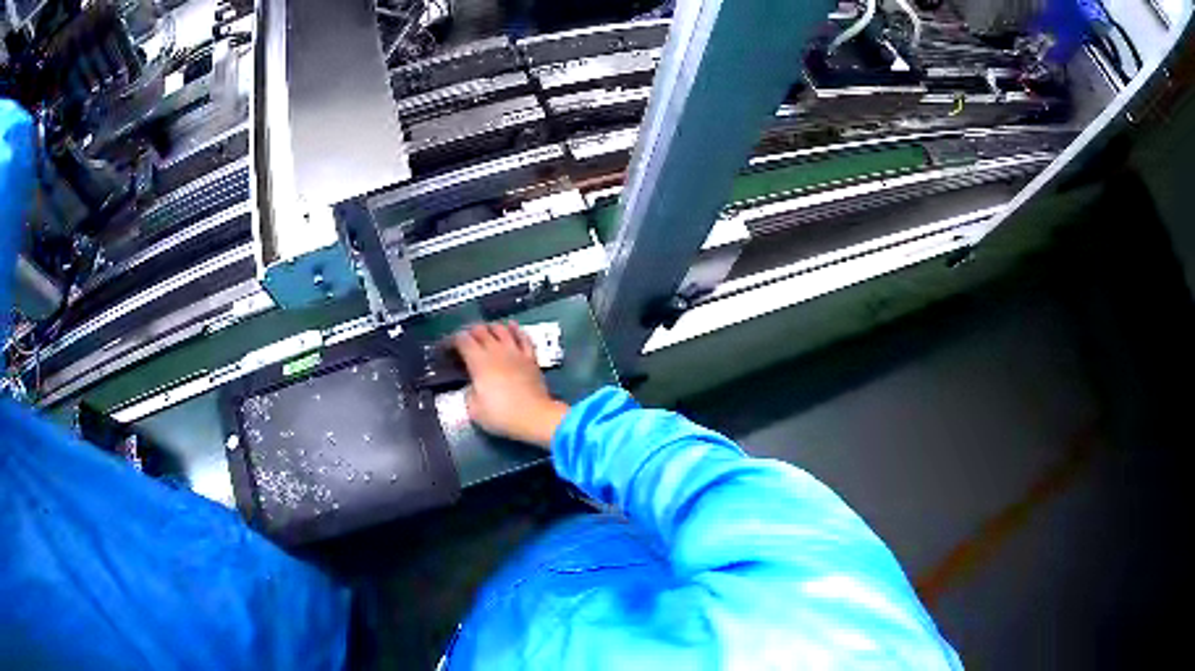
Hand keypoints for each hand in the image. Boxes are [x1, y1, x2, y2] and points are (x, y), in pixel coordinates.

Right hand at [453, 322, 568, 448]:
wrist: (535, 416)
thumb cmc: (501, 415)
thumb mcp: (474, 409)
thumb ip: (469, 392)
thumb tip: (472, 385)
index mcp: (478, 361)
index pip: (462, 340)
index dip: (452, 340)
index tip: (448, 347)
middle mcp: (496, 351)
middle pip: (480, 330)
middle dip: (469, 332)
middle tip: (465, 340)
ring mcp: (515, 352)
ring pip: (501, 329)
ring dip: (490, 327)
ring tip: (486, 330)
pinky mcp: (530, 357)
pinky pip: (523, 337)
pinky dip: (515, 329)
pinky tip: (512, 325)